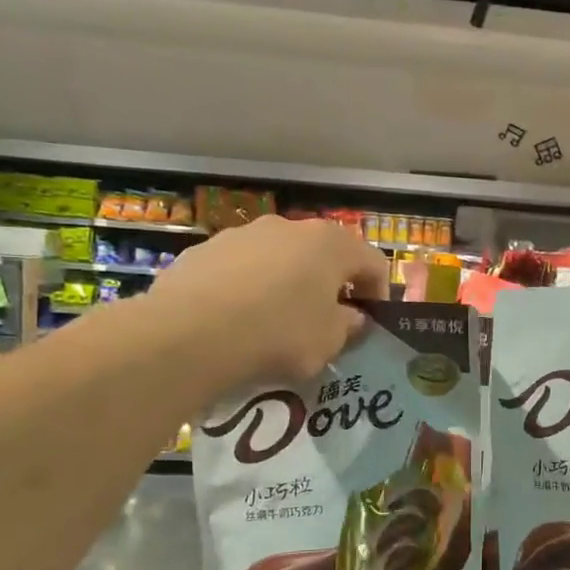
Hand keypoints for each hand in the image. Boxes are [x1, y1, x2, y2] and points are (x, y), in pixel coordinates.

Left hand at [151, 216, 388, 385]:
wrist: (190, 333)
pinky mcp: (204, 250)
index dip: (378, 293)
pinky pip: (241, 269)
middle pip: (324, 254)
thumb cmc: (279, 334)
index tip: (371, 322)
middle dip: (331, 285)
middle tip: (328, 320)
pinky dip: (248, 289)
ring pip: (280, 258)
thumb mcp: (330, 342)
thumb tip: (350, 317)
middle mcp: (289, 227)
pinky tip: (238, 321)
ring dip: (288, 283)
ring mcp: (243, 234)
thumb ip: (348, 326)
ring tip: (277, 321)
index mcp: (330, 244)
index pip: (373, 261)